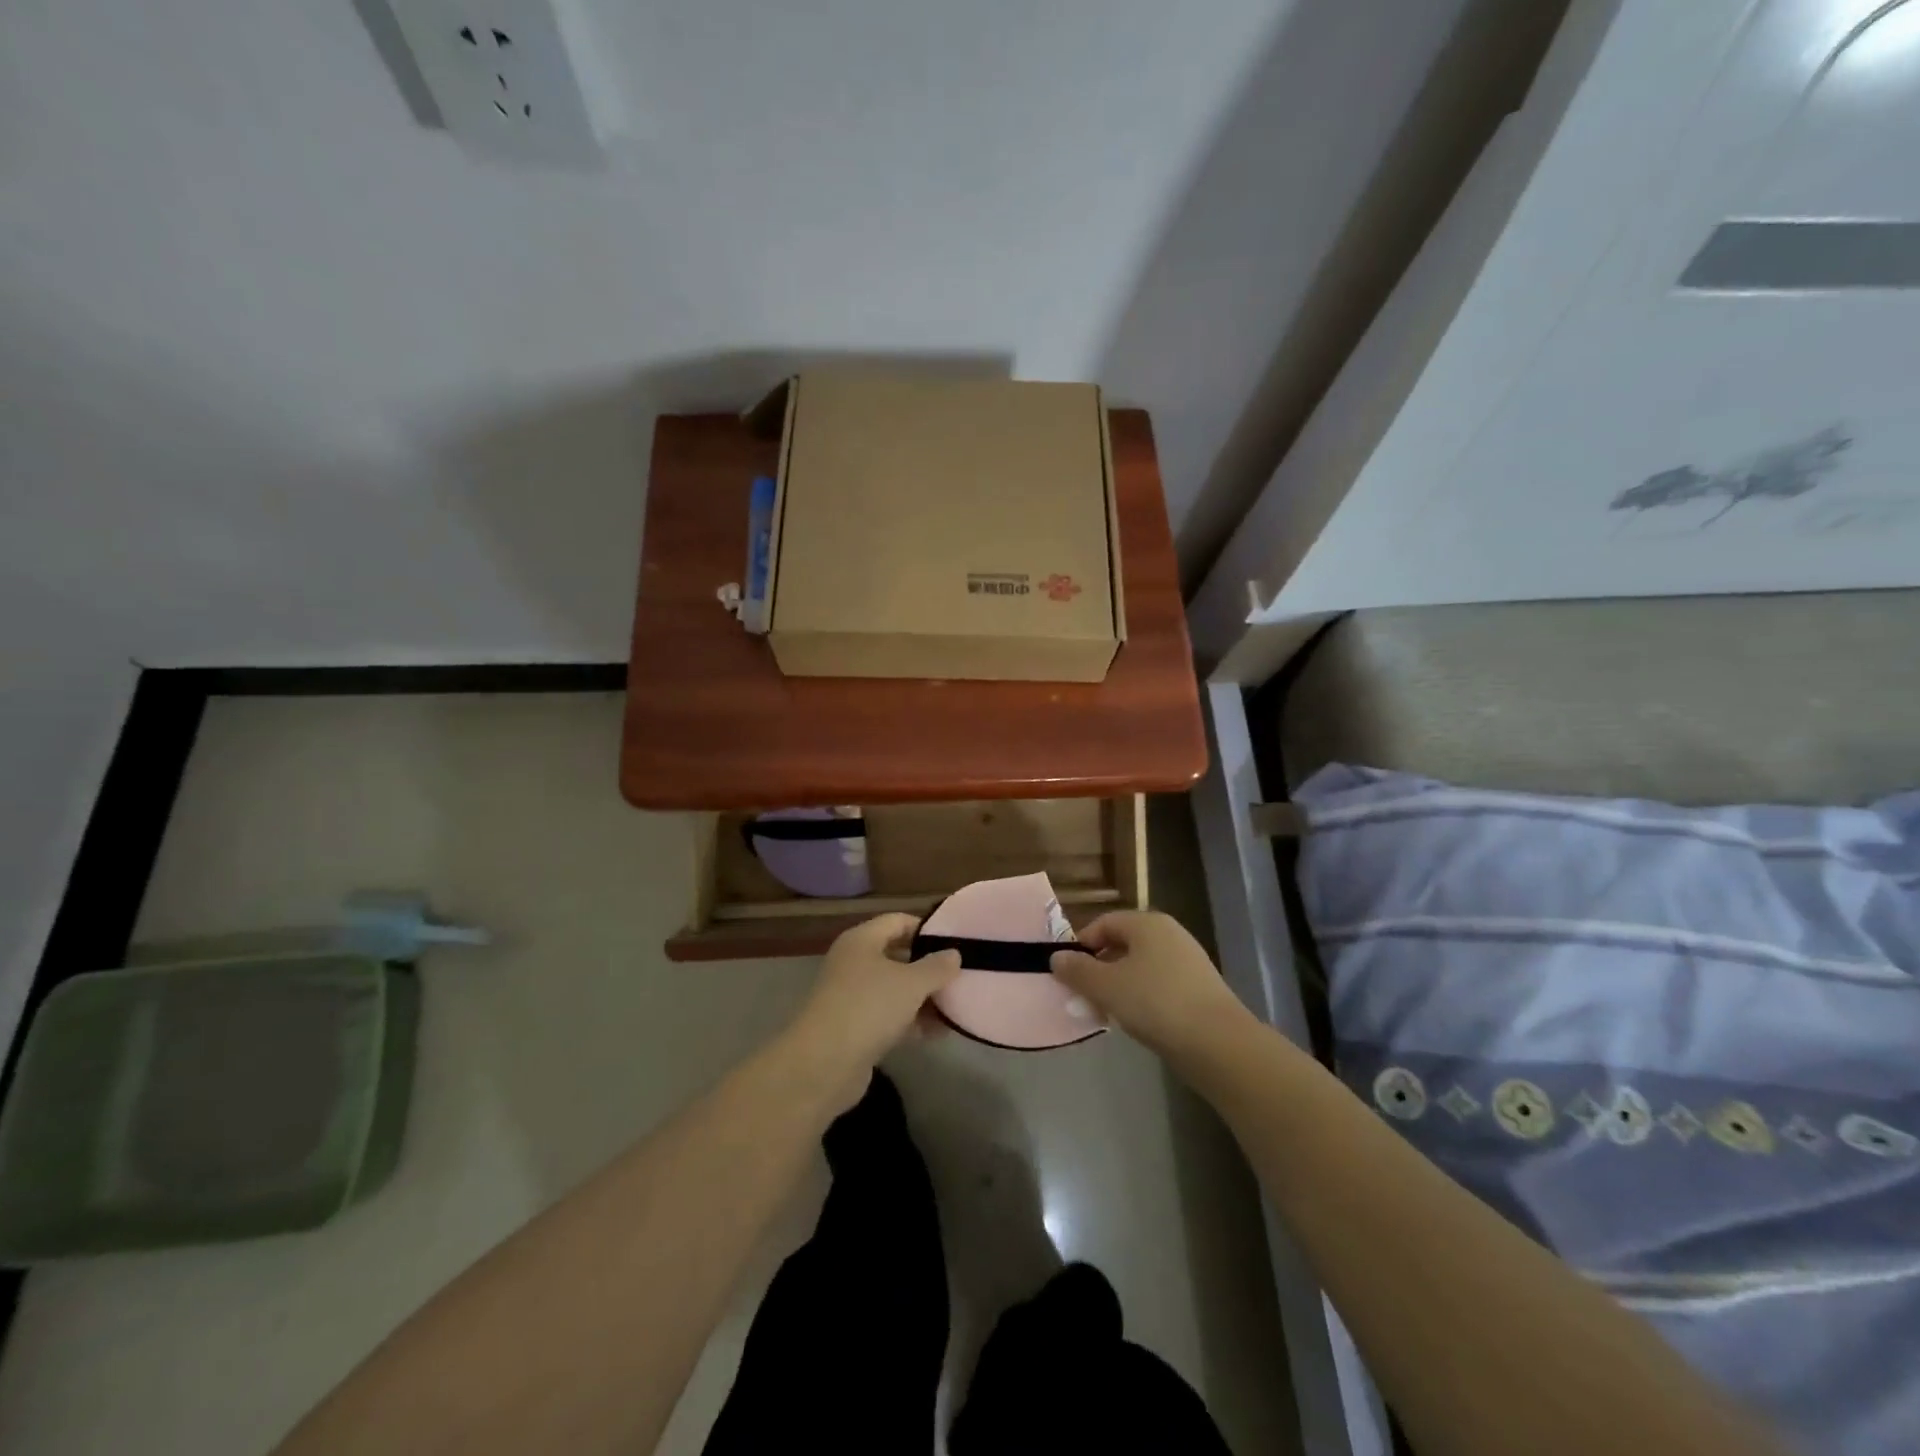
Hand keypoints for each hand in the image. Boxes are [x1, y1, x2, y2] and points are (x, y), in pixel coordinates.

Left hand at [787, 913, 960, 1081]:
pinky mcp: (855, 1028)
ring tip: (956, 1006)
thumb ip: (936, 967)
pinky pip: (889, 1017)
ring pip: (895, 990)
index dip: (926, 929)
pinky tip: (939, 1033)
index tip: (955, 942)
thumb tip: (954, 954)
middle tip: (960, 975)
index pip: (897, 921)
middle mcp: (853, 963)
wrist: (823, 1064)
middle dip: (928, 967)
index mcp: (861, 941)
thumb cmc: (868, 1007)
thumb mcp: (911, 983)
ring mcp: (852, 997)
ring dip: (923, 998)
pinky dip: (912, 1022)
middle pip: (897, 956)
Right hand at [1050, 911, 1252, 1060]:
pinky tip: (1135, 1022)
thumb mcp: (1107, 986)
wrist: (1218, 1044)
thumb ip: (1078, 970)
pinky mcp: (1198, 989)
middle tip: (1082, 997)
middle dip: (1098, 969)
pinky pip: (1158, 986)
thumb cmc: (1156, 1003)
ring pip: (1140, 968)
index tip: (1067, 973)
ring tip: (1105, 1013)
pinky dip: (1141, 999)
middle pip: (1122, 944)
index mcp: (1147, 923)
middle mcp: (1169, 934)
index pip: (1104, 923)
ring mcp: (1187, 962)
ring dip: (1117, 987)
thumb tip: (1057, 957)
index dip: (1081, 945)